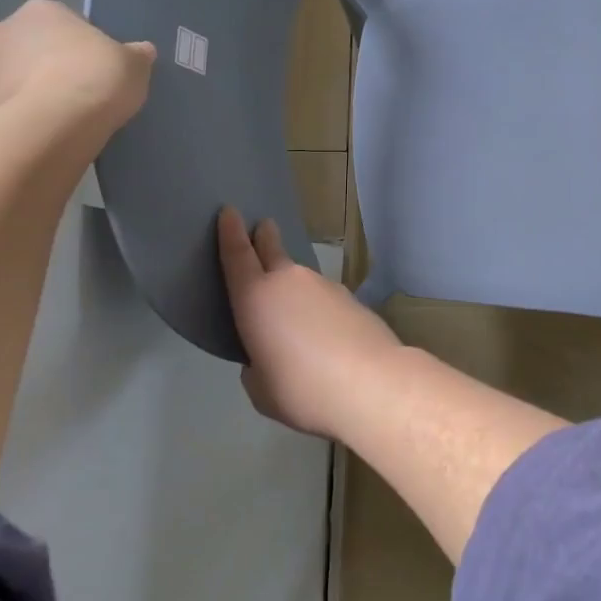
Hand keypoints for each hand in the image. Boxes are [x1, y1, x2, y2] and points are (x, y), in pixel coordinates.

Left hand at [0, 0, 153, 143]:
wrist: (48, 128)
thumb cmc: (94, 80)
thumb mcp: (134, 65)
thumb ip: (135, 55)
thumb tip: (140, 51)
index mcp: (42, 11)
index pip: (66, 23)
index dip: (86, 48)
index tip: (100, 71)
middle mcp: (2, 31)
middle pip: (33, 48)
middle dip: (51, 67)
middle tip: (81, 95)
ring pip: (13, 79)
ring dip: (31, 93)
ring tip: (62, 123)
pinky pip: (0, 111)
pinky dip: (18, 121)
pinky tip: (41, 138)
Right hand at [218, 207, 402, 437]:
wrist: (370, 382)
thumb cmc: (302, 389)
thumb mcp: (261, 388)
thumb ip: (258, 364)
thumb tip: (269, 354)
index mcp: (256, 298)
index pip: (237, 256)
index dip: (230, 233)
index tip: (229, 212)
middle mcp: (289, 281)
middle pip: (272, 250)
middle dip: (265, 237)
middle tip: (263, 227)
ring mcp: (325, 286)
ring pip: (301, 277)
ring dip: (294, 283)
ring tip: (294, 310)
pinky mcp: (352, 298)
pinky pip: (323, 296)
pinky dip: (317, 305)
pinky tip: (324, 330)